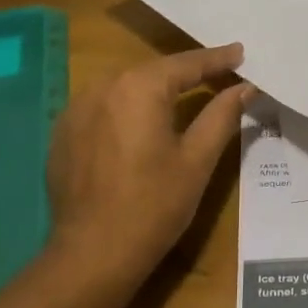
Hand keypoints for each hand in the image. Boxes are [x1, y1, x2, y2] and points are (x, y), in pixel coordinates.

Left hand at [46, 44, 254, 281]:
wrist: (92, 254)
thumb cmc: (153, 205)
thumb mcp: (197, 160)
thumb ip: (222, 115)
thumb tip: (245, 88)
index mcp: (139, 87)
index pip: (187, 64)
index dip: (217, 59)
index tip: (240, 52)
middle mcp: (103, 86)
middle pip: (154, 71)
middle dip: (186, 73)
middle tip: (218, 75)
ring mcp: (76, 108)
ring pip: (126, 87)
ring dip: (155, 90)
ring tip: (183, 96)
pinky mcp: (63, 133)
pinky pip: (103, 108)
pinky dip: (127, 109)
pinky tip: (141, 126)